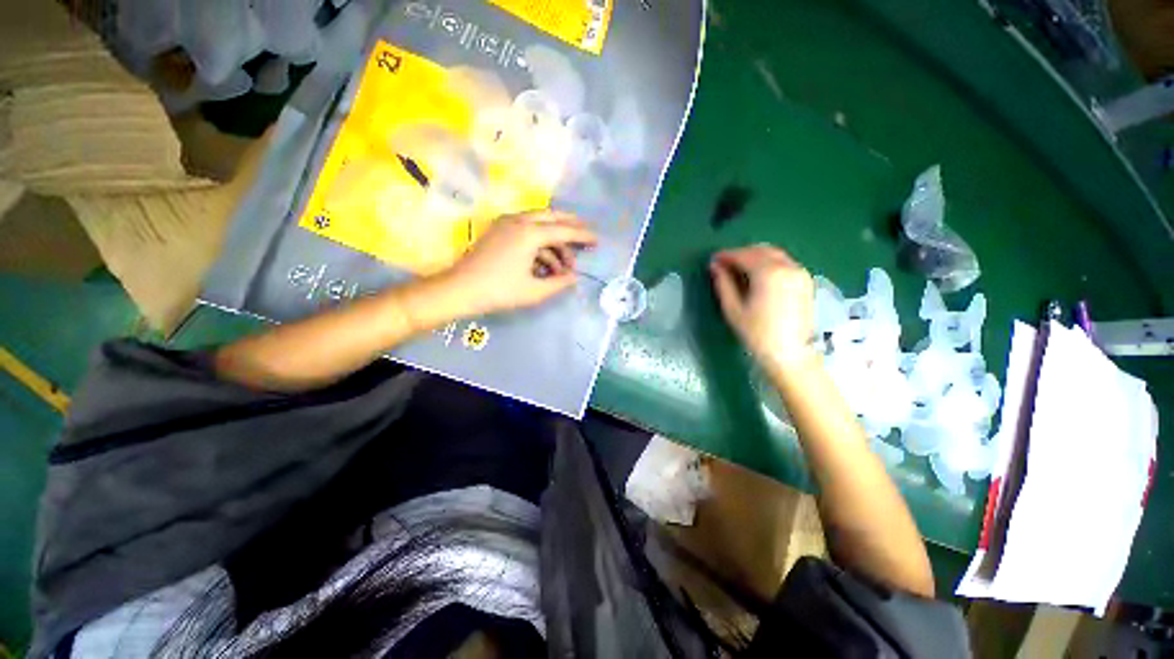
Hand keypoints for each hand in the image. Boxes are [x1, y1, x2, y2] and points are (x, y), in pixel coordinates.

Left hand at [439, 210, 596, 315]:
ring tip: (564, 267)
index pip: (564, 231)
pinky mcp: (498, 231)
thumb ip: (559, 283)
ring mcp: (506, 223)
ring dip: (555, 242)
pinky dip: (539, 244)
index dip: (583, 236)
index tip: (597, 240)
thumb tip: (573, 277)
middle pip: (553, 216)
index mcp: (530, 233)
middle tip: (585, 236)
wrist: (460, 289)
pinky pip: (526, 230)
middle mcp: (519, 221)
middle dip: (571, 226)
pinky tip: (546, 264)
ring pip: (539, 224)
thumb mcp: (534, 291)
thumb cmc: (499, 291)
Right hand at [709, 244, 815, 370]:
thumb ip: (723, 284)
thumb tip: (715, 266)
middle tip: (724, 264)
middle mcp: (787, 266)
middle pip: (760, 250)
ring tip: (738, 269)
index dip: (726, 255)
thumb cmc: (757, 334)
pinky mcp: (805, 281)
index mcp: (768, 273)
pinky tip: (757, 275)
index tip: (713, 259)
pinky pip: (784, 262)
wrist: (791, 354)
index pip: (743, 255)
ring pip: (774, 254)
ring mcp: (799, 272)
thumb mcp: (733, 309)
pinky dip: (768, 263)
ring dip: (755, 257)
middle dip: (741, 253)